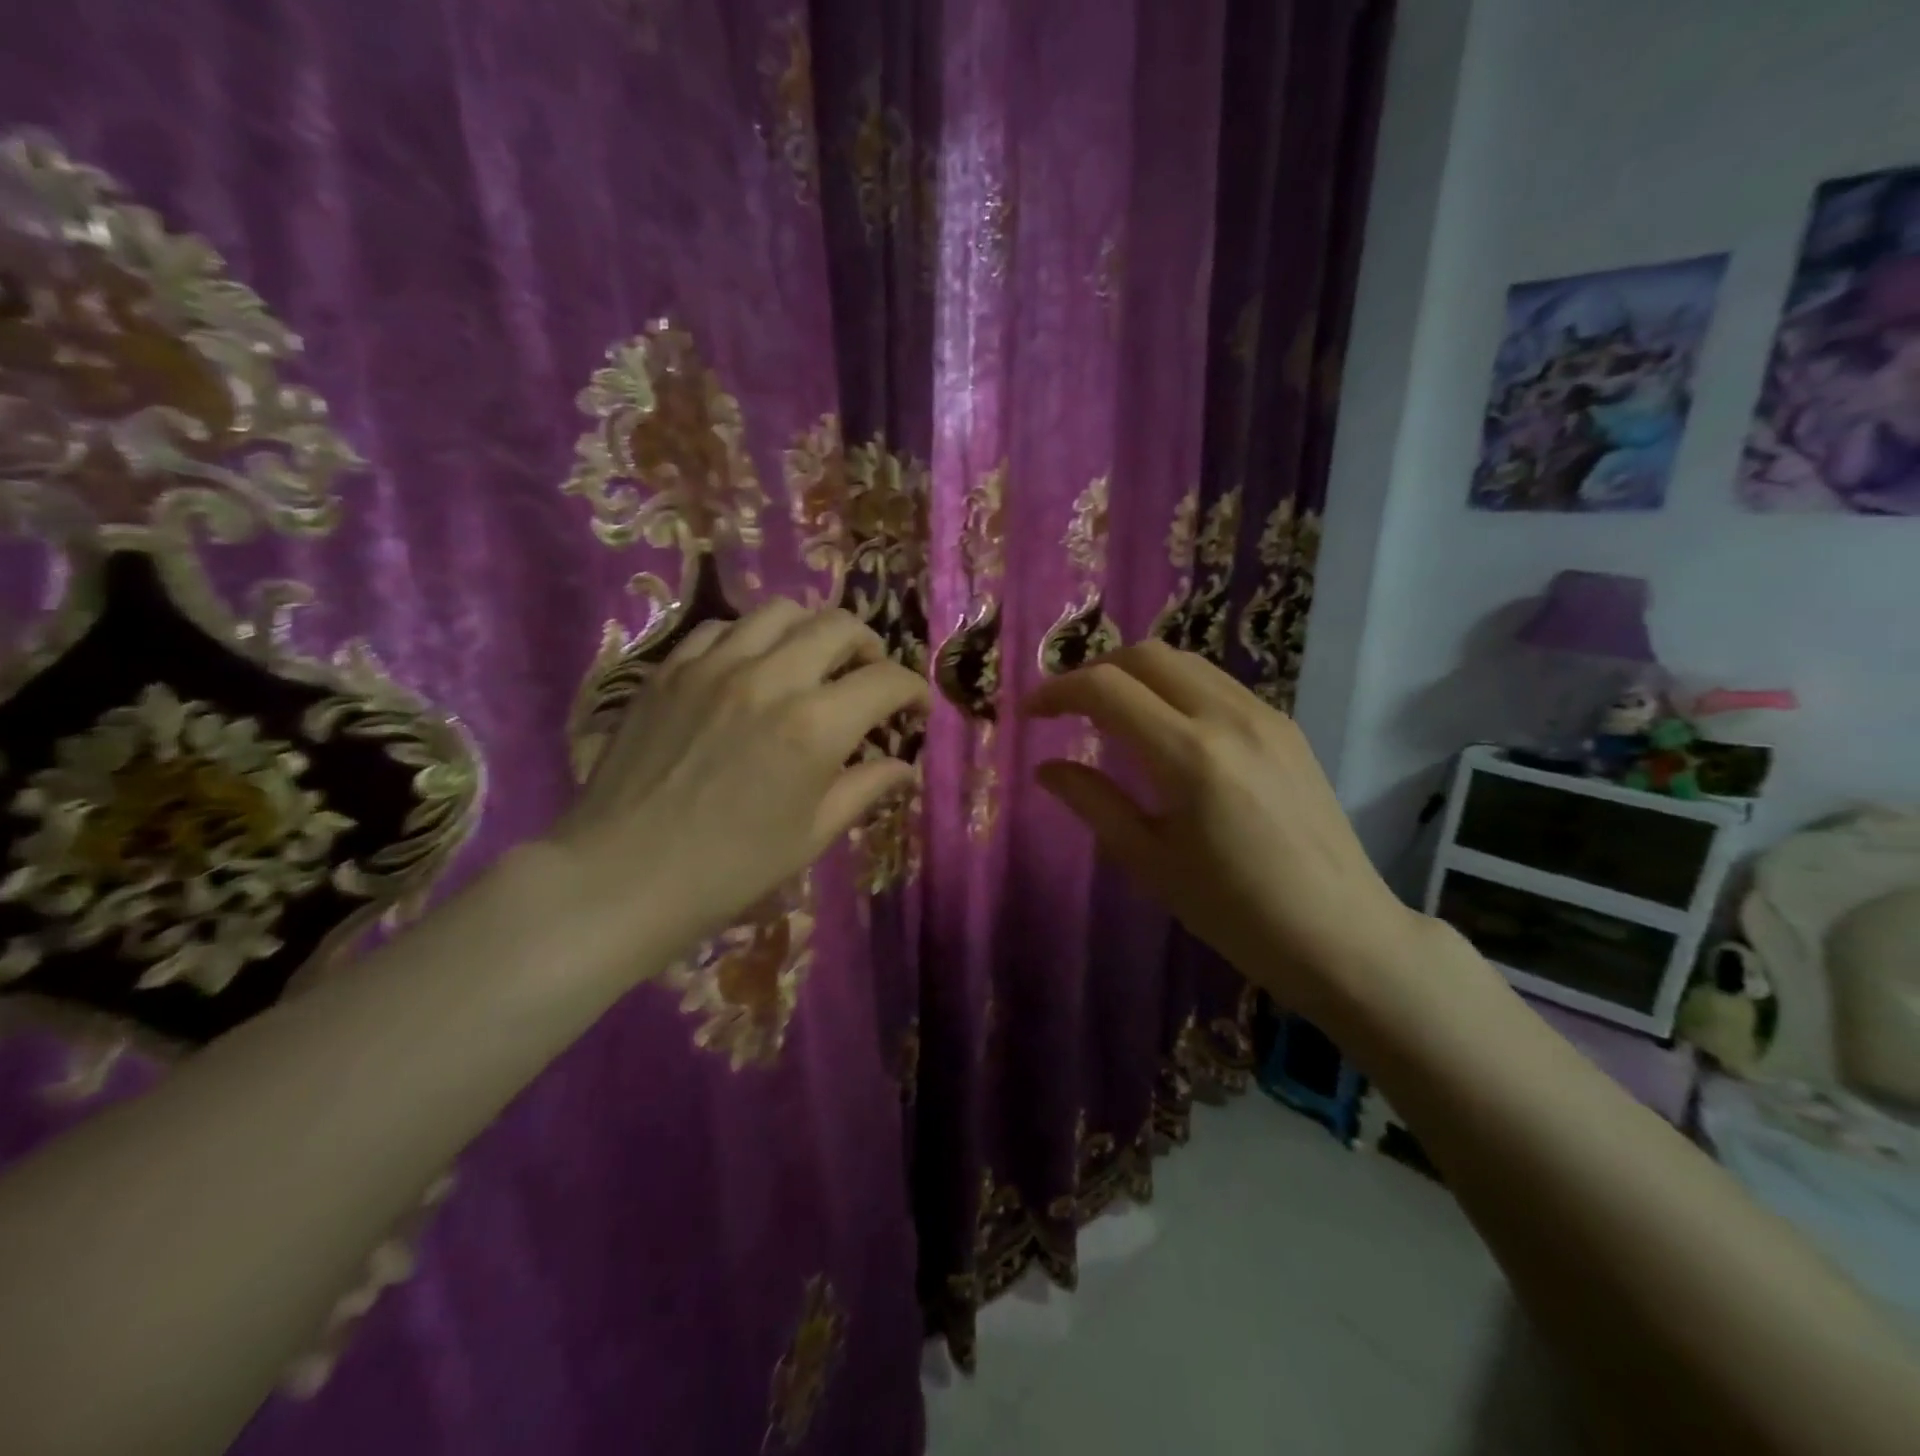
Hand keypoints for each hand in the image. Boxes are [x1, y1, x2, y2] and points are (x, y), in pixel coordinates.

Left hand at [545, 598, 926, 977]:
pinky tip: (749, 670)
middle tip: (868, 677)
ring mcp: (713, 665)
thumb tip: (904, 766)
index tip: (913, 708)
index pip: (886, 680)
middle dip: (869, 647)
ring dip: (811, 631)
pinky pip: (723, 628)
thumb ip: (865, 788)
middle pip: (839, 625)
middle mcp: (770, 677)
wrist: (623, 875)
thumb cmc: (730, 868)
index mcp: (814, 725)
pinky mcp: (670, 667)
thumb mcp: (812, 834)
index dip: (912, 690)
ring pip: (781, 611)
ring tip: (811, 663)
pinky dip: (752, 639)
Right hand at [1022, 641, 1432, 1019]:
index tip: (1031, 713)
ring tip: (1110, 711)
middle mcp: (1229, 718)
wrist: (1342, 934)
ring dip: (1137, 673)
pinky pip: (1218, 683)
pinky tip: (1166, 727)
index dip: (1058, 691)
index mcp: (1189, 756)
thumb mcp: (1151, 862)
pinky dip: (1176, 687)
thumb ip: (1094, 803)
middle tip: (1066, 706)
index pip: (1107, 689)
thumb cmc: (1235, 912)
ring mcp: (1265, 716)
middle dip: (1095, 670)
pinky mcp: (1287, 726)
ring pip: (1186, 662)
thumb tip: (1046, 768)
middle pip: (1146, 655)